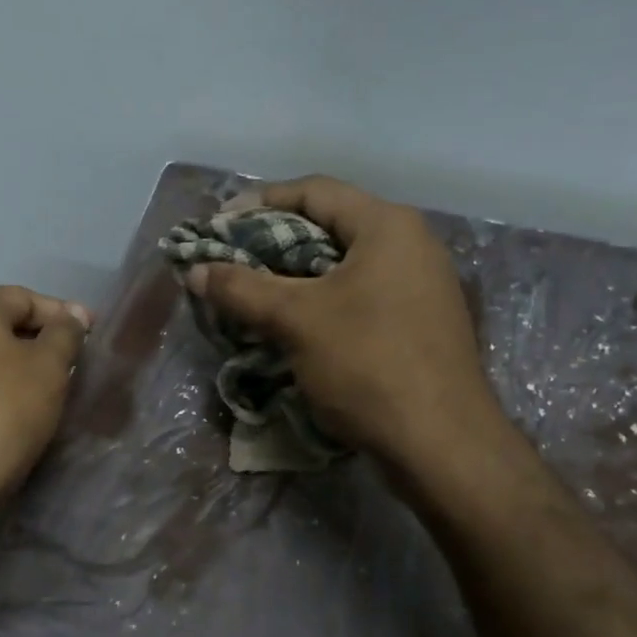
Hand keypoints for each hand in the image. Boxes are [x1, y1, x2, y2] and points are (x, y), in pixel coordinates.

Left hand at [0, 286, 90, 517]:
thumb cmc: (3, 411)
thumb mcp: (49, 367)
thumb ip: (65, 333)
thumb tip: (72, 315)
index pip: (25, 298)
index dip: (64, 316)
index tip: (93, 334)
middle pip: (1, 324)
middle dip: (40, 341)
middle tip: (75, 363)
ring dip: (18, 366)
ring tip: (52, 388)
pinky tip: (18, 409)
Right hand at [188, 176, 516, 481]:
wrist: (442, 446)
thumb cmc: (368, 364)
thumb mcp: (296, 320)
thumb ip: (242, 289)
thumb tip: (195, 271)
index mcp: (387, 226)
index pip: (313, 191)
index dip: (259, 202)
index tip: (218, 226)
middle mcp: (411, 244)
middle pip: (329, 224)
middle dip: (273, 240)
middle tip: (230, 260)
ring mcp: (421, 285)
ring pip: (343, 264)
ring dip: (294, 274)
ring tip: (252, 293)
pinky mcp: (419, 322)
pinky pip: (360, 294)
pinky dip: (321, 300)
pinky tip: (292, 324)